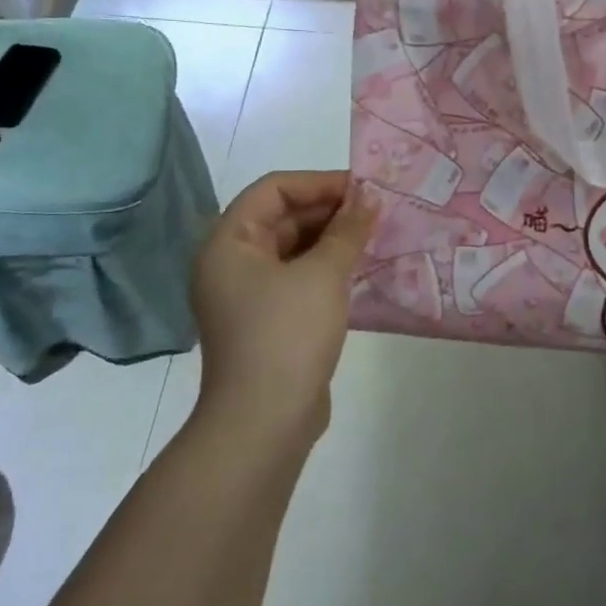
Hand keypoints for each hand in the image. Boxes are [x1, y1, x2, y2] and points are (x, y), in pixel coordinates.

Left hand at [190, 170, 375, 447]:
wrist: (264, 422)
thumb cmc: (288, 334)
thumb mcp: (323, 274)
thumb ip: (347, 230)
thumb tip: (369, 197)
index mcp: (229, 243)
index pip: (273, 190)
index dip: (319, 183)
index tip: (363, 189)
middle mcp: (231, 264)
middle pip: (281, 217)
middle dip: (329, 211)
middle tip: (376, 211)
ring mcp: (247, 295)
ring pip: (292, 249)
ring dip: (332, 240)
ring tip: (375, 236)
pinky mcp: (267, 321)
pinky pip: (298, 278)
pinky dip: (327, 268)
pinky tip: (362, 269)